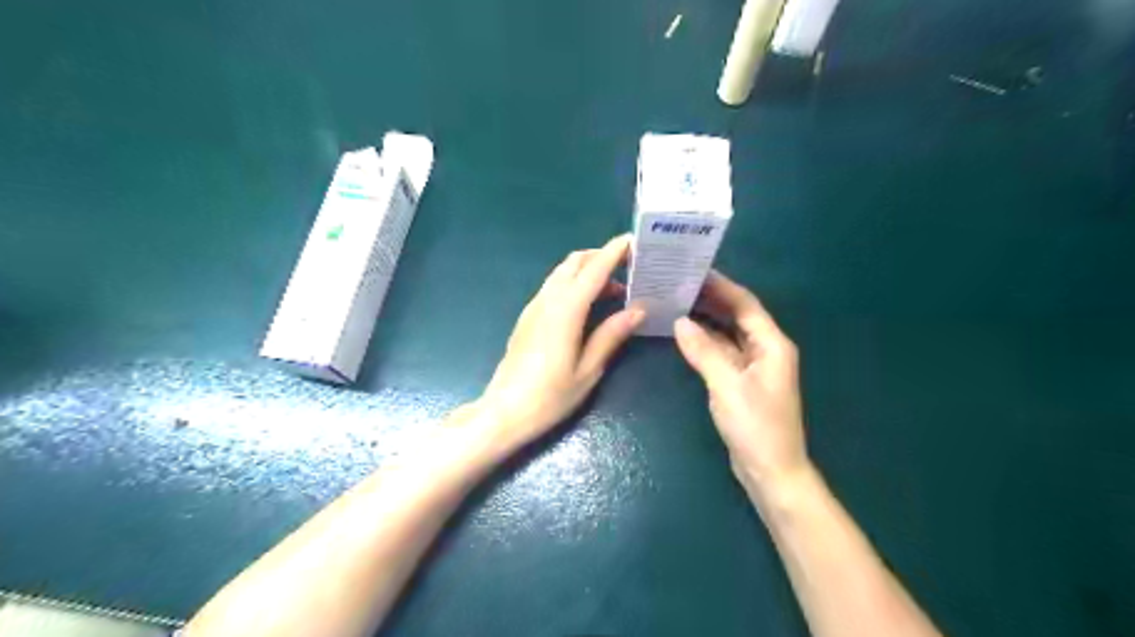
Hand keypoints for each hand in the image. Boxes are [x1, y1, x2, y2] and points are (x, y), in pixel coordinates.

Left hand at [473, 236, 645, 452]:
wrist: (504, 412)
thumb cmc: (550, 396)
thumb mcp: (588, 369)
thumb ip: (611, 335)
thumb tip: (638, 309)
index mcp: (566, 311)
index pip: (594, 269)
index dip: (614, 251)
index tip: (634, 239)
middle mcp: (547, 300)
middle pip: (574, 262)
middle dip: (601, 255)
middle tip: (629, 265)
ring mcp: (533, 307)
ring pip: (562, 273)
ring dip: (587, 270)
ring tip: (615, 287)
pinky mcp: (527, 317)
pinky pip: (553, 288)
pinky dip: (574, 283)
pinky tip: (589, 304)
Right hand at [671, 272, 806, 499]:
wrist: (771, 471)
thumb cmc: (756, 426)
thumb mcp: (727, 386)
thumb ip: (704, 351)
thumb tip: (679, 321)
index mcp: (771, 344)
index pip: (745, 304)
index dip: (721, 286)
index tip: (694, 270)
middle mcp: (765, 349)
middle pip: (737, 315)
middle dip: (711, 299)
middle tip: (679, 284)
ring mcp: (753, 366)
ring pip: (728, 333)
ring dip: (707, 319)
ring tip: (677, 302)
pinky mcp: (741, 381)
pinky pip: (723, 351)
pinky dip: (706, 341)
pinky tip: (685, 334)